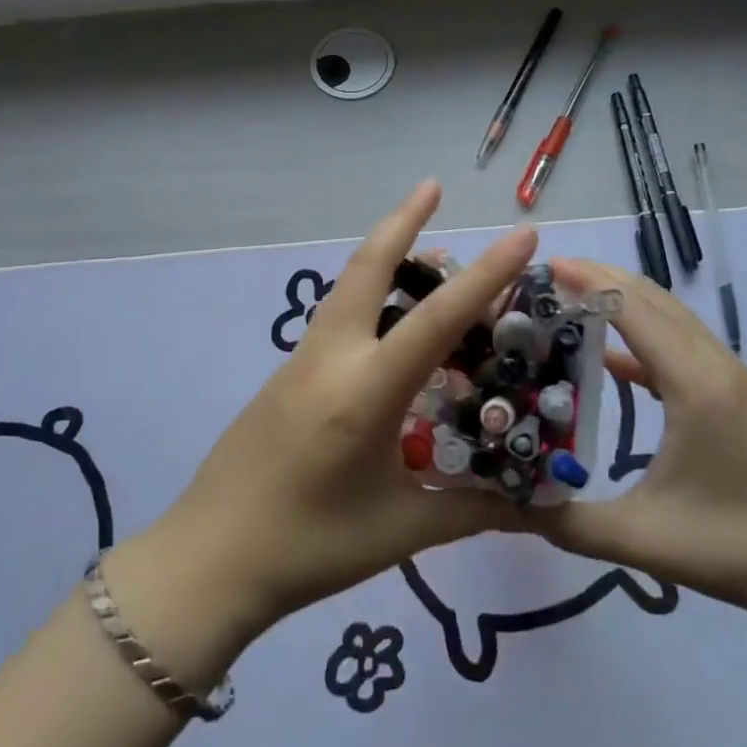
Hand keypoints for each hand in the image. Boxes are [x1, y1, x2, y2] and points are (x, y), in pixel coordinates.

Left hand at [134, 182, 534, 647]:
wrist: (209, 559)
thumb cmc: (310, 548)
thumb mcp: (401, 530)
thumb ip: (473, 510)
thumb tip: (536, 508)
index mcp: (366, 391)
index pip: (437, 320)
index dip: (486, 276)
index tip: (521, 233)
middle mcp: (331, 359)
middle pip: (366, 268)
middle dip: (402, 221)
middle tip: (433, 187)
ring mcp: (300, 363)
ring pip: (346, 289)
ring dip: (383, 258)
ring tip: (426, 253)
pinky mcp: (285, 377)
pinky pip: (334, 321)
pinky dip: (366, 299)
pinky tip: (387, 326)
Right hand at [527, 258, 746, 625]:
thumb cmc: (735, 550)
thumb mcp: (641, 539)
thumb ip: (567, 521)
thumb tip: (507, 505)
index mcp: (695, 385)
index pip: (634, 309)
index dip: (588, 282)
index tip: (543, 269)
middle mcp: (715, 365)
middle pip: (653, 298)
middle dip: (600, 278)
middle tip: (546, 277)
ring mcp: (731, 376)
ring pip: (670, 316)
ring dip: (623, 300)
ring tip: (570, 300)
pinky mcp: (735, 392)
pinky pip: (682, 343)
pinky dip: (643, 333)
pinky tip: (609, 355)